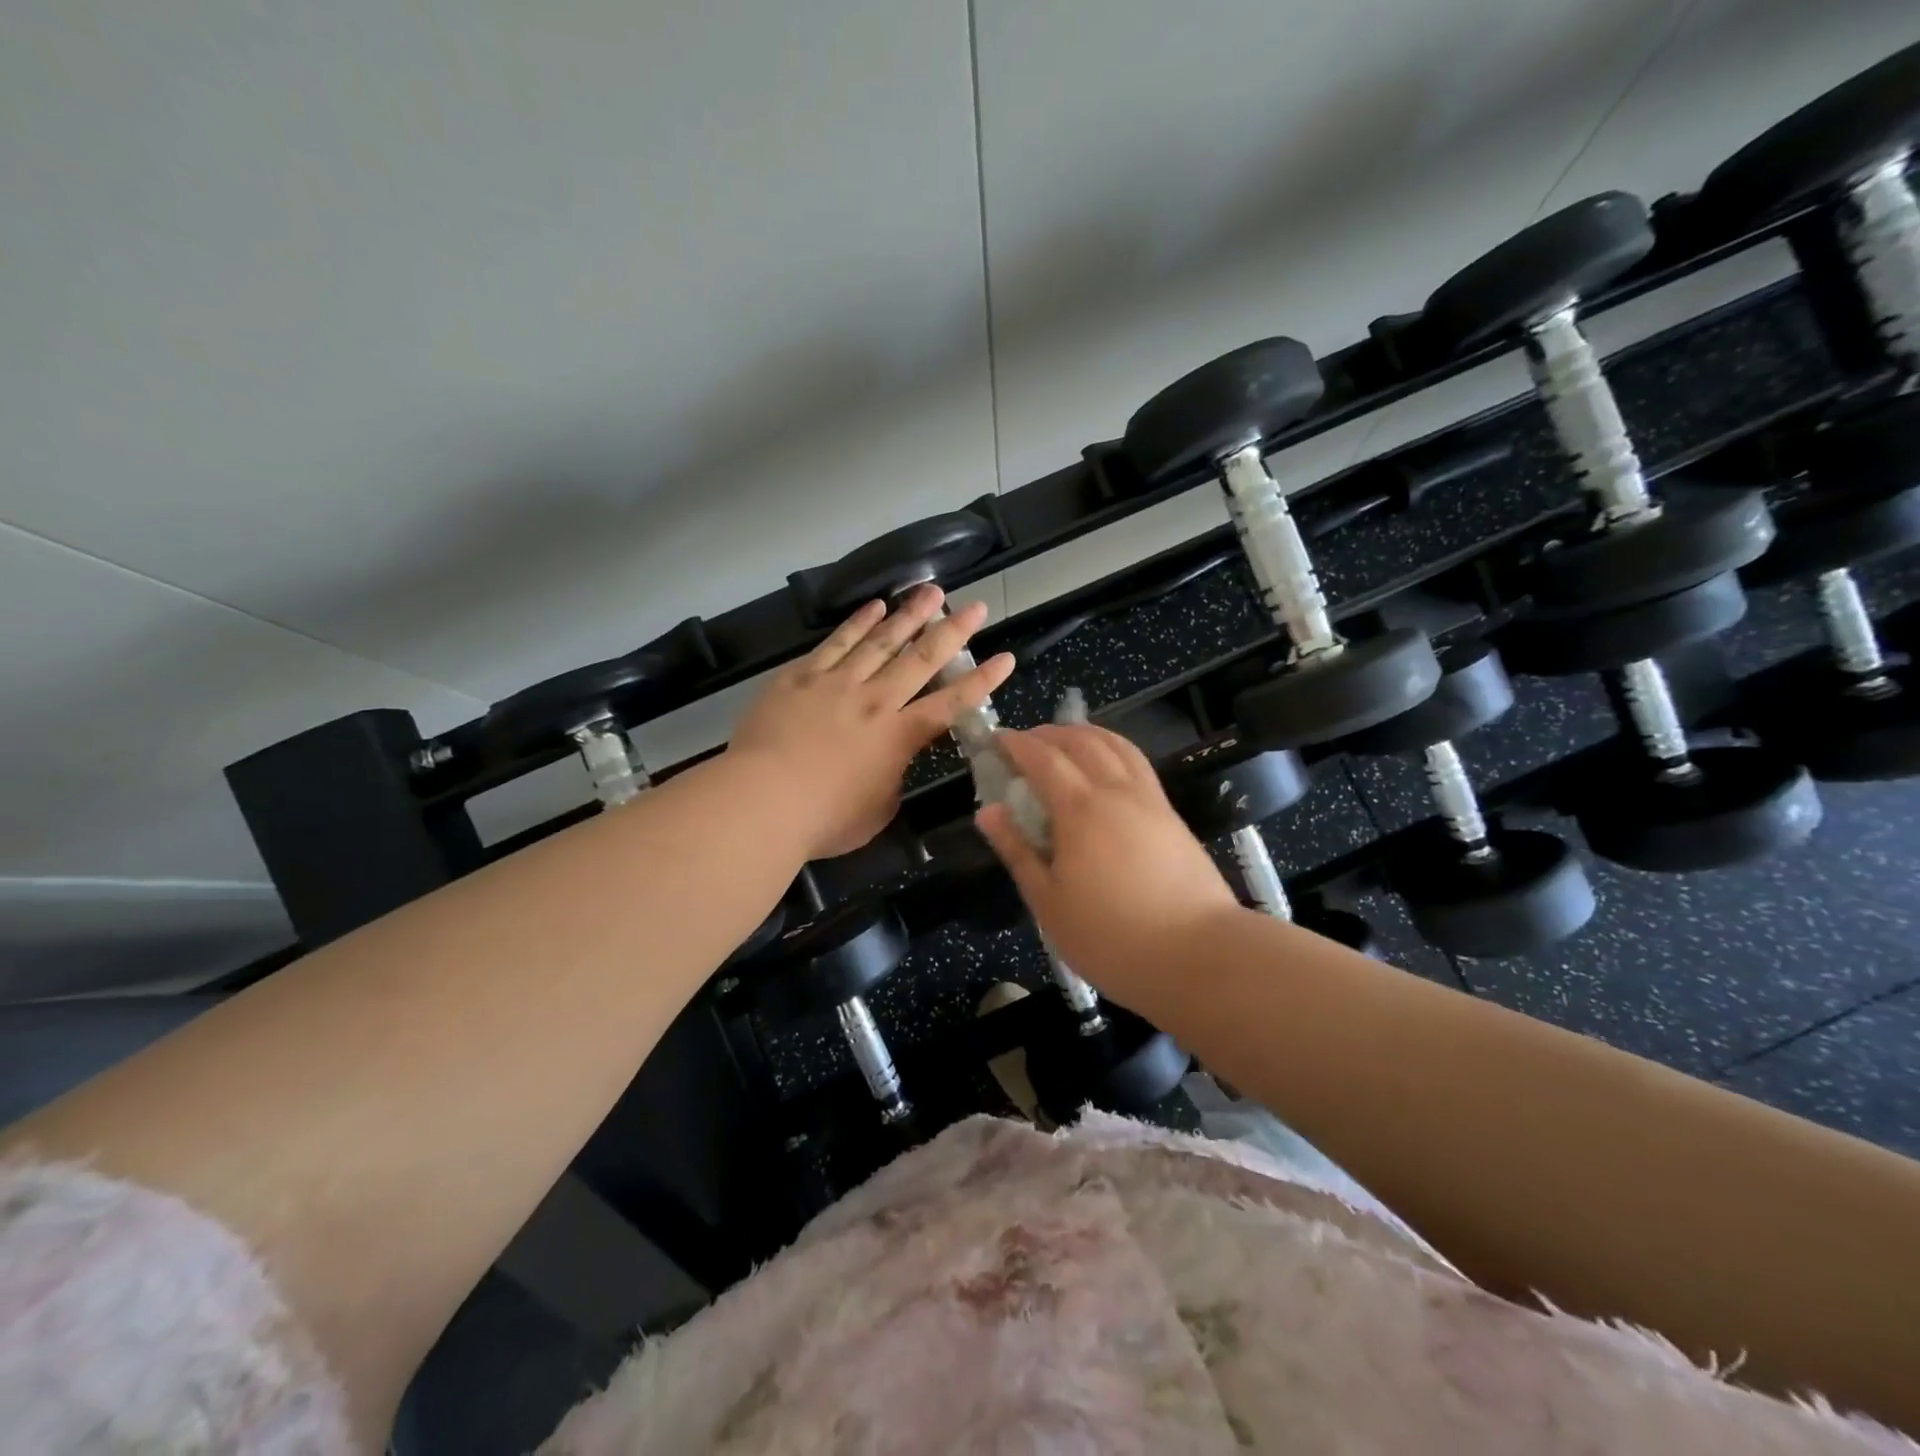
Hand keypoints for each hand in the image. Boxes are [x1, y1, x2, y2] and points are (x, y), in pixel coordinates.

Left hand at [729, 585, 1014, 858]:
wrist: (762, 800)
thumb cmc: (824, 819)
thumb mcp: (876, 811)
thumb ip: (892, 781)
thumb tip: (892, 765)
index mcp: (899, 737)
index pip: (952, 704)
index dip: (982, 682)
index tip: (1005, 657)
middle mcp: (875, 701)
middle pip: (921, 659)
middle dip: (953, 631)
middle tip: (976, 606)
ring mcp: (837, 683)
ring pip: (881, 641)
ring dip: (909, 615)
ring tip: (931, 591)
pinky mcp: (801, 677)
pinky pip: (836, 643)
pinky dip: (858, 623)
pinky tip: (874, 607)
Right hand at [975, 724, 1240, 1006]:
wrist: (1198, 954)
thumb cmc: (1111, 936)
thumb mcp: (1049, 901)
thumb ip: (1017, 851)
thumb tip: (988, 811)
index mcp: (1080, 809)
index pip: (1042, 758)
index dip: (1016, 744)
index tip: (995, 739)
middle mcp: (1116, 791)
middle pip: (1081, 741)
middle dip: (1048, 733)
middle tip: (1025, 742)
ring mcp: (1149, 800)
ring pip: (1115, 745)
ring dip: (1085, 734)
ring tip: (1065, 741)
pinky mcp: (1171, 815)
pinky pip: (1137, 764)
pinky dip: (1113, 750)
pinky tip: (1107, 769)